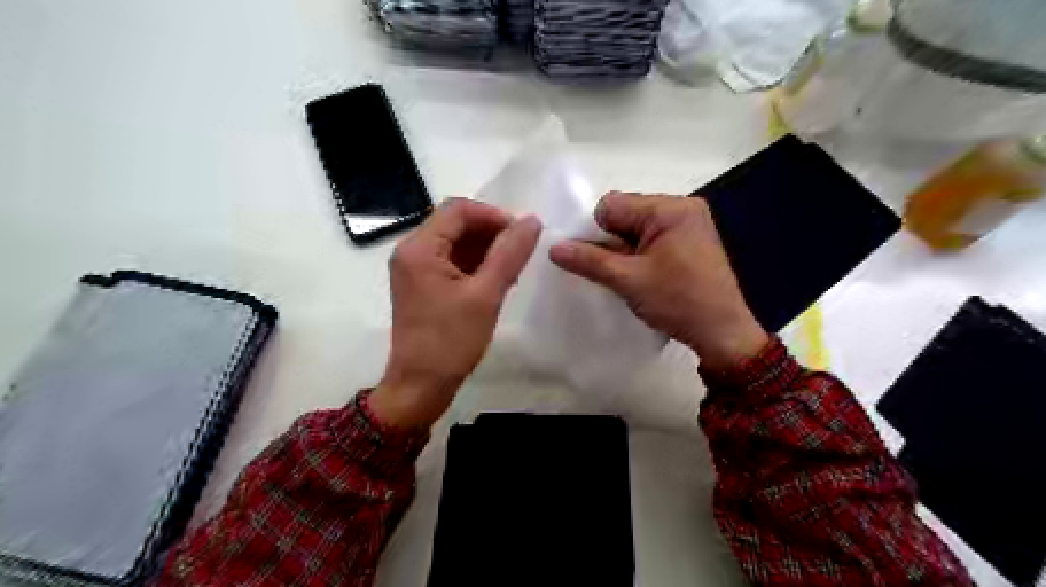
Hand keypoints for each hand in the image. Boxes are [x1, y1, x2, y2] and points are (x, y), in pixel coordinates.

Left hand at [372, 199, 543, 428]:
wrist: (421, 385)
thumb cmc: (451, 340)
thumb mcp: (486, 294)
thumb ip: (510, 254)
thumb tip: (532, 221)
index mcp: (419, 248)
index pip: (459, 210)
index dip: (493, 216)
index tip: (521, 234)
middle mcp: (411, 251)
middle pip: (455, 224)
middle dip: (490, 233)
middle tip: (519, 253)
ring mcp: (414, 269)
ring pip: (455, 243)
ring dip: (484, 249)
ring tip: (511, 269)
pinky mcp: (422, 285)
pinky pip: (451, 262)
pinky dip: (474, 265)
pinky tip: (496, 280)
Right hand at [549, 192, 766, 370]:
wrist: (722, 333)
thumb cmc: (678, 302)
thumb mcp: (628, 280)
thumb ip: (589, 260)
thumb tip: (553, 248)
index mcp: (670, 208)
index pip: (613, 205)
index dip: (595, 231)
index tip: (595, 260)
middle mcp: (681, 208)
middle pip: (624, 214)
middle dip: (610, 241)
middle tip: (612, 271)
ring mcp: (688, 224)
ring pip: (635, 228)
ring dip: (623, 250)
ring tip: (626, 276)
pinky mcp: (689, 241)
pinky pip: (650, 238)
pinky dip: (638, 254)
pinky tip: (640, 275)